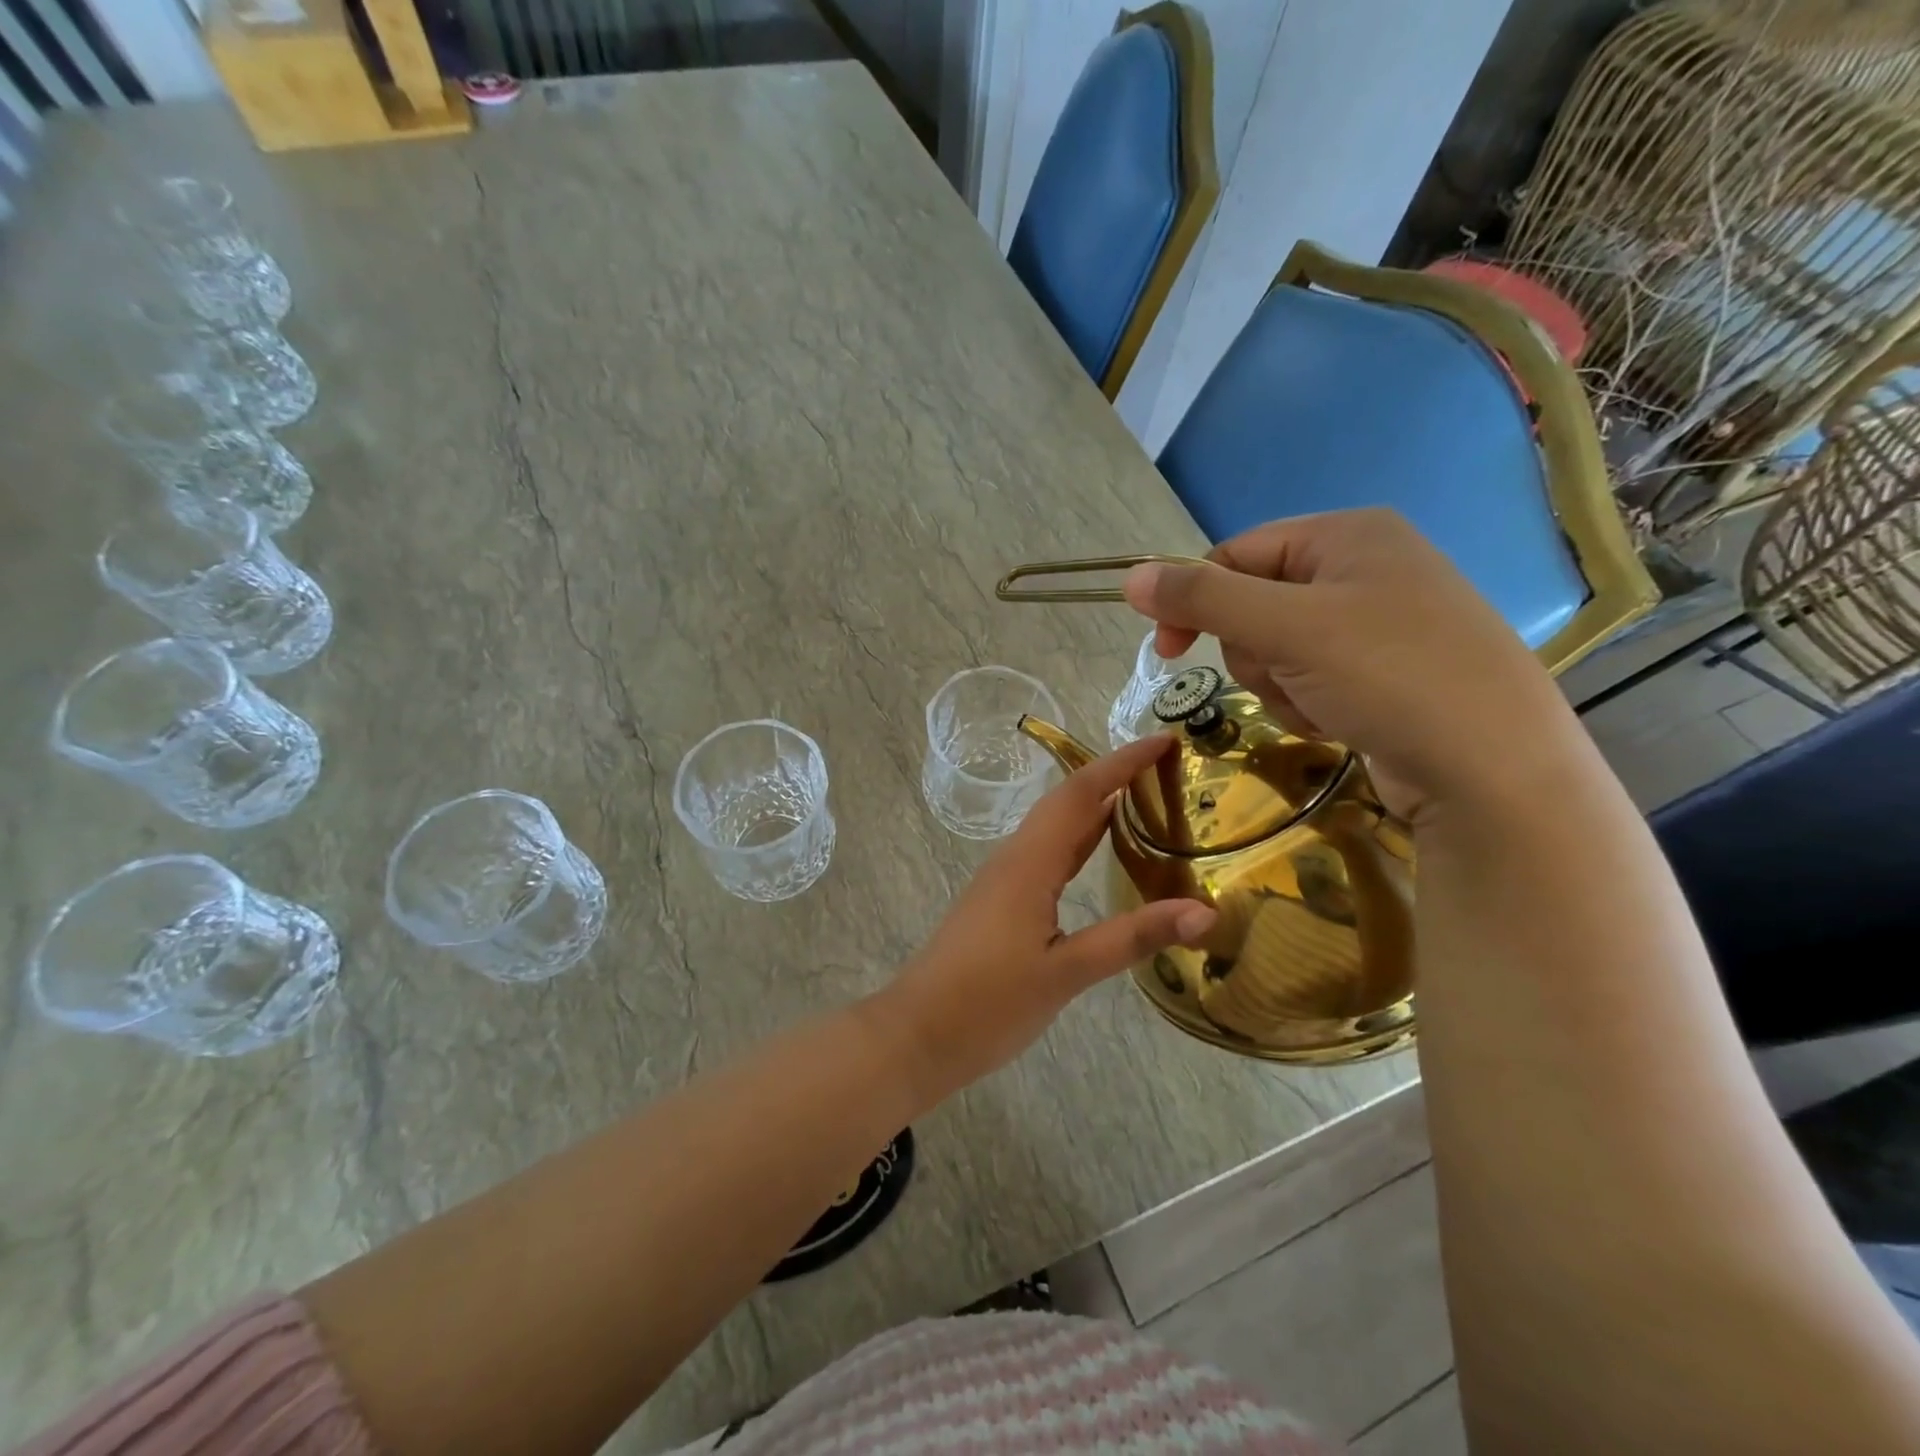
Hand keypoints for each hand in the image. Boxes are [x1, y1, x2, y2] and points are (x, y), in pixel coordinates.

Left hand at [877, 734, 1215, 1100]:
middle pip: (1068, 801)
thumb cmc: (986, 1003)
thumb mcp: (1065, 972)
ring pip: (1056, 827)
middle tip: (1168, 766)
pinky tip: (1101, 852)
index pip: (1081, 793)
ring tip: (1147, 797)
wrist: (917, 1034)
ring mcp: (1005, 879)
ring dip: (1098, 805)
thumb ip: (1132, 938)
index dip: (1122, 763)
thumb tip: (1203, 912)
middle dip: (1114, 775)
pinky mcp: (1002, 901)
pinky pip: (1048, 853)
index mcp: (1029, 862)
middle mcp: (1016, 858)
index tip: (1165, 740)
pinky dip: (1082, 839)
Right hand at [1122, 508, 1583, 819]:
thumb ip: (1204, 598)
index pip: (1237, 552)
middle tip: (1285, 675)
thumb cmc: (1390, 676)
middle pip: (1254, 603)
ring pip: (1277, 647)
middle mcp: (1365, 567)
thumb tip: (1131, 577)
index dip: (1195, 599)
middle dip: (1255, 651)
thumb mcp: (1287, 628)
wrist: (1494, 770)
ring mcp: (1378, 622)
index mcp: (1348, 533)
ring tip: (1319, 704)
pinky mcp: (1384, 672)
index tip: (1165, 651)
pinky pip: (1309, 676)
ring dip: (1278, 683)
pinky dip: (1307, 702)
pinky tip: (1338, 721)